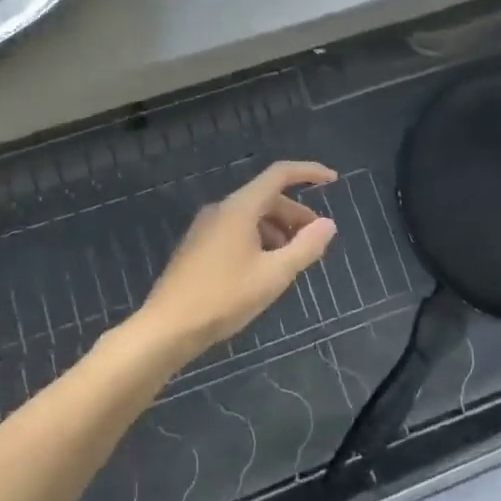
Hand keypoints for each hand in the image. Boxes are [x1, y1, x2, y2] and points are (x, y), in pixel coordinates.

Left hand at [136, 161, 338, 362]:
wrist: (166, 328)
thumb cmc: (223, 298)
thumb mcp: (274, 275)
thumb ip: (305, 247)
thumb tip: (328, 224)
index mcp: (239, 208)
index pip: (279, 174)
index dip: (309, 173)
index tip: (333, 180)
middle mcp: (221, 210)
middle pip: (267, 198)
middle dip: (296, 214)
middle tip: (316, 240)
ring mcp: (205, 228)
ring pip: (251, 216)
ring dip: (278, 230)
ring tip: (292, 260)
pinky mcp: (197, 246)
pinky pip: (236, 231)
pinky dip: (259, 240)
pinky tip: (265, 269)